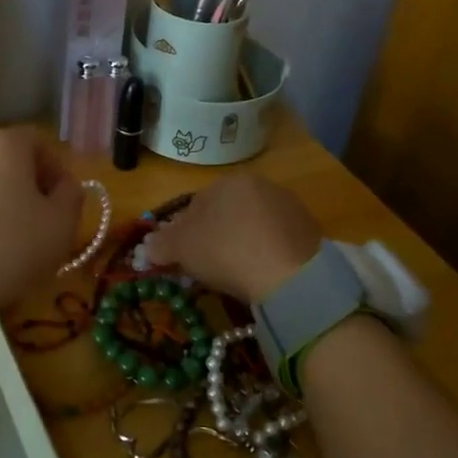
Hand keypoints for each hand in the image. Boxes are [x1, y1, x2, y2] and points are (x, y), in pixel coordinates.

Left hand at [0, 128, 84, 312]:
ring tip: (1, 241)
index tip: (61, 201)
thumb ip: (72, 196)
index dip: (55, 169)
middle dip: (24, 186)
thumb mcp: (60, 226)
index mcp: (6, 146)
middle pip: (6, 161)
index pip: (39, 142)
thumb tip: (65, 185)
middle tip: (35, 223)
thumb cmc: (9, 247)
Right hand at [145, 174, 320, 301]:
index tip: (182, 258)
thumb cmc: (226, 251)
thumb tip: (147, 246)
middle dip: (214, 237)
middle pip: (226, 213)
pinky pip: (276, 240)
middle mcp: (260, 184)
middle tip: (208, 267)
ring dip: (241, 244)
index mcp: (227, 182)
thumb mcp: (181, 249)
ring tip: (237, 274)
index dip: (183, 233)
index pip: (195, 205)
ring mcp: (289, 206)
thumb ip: (160, 244)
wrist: (291, 275)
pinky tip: (262, 274)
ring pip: (252, 226)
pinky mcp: (310, 230)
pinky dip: (266, 254)